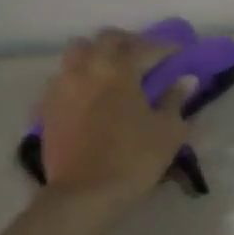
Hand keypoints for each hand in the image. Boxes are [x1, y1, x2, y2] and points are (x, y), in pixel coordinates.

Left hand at [38, 29, 194, 209]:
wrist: (83, 195)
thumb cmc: (132, 160)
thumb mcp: (167, 132)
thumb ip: (176, 100)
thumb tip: (185, 80)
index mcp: (118, 69)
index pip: (145, 47)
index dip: (165, 47)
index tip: (178, 52)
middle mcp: (87, 67)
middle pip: (106, 39)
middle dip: (128, 43)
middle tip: (144, 57)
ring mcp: (62, 85)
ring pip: (78, 52)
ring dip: (97, 54)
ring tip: (112, 71)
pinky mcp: (47, 106)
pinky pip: (63, 77)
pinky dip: (79, 77)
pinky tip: (90, 94)